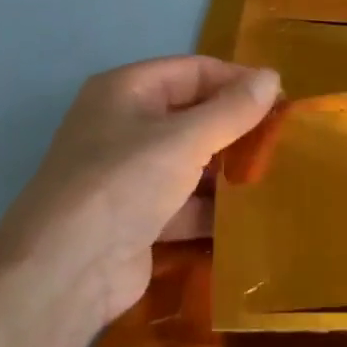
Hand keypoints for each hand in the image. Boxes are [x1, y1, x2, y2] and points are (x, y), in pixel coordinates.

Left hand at [0, 56, 280, 322]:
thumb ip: (233, 109)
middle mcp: (124, 126)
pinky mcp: (135, 220)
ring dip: (226, 169)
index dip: (238, 81)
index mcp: (127, 90)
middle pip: (192, 115)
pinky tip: (249, 215)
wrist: (64, 275)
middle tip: (282, 139)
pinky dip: (211, 208)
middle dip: (235, 127)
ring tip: (274, 175)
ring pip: (190, 161)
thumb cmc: (124, 183)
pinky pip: (183, 202)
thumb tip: (273, 76)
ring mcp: (127, 176)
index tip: (282, 100)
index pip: (194, 71)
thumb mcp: (185, 138)